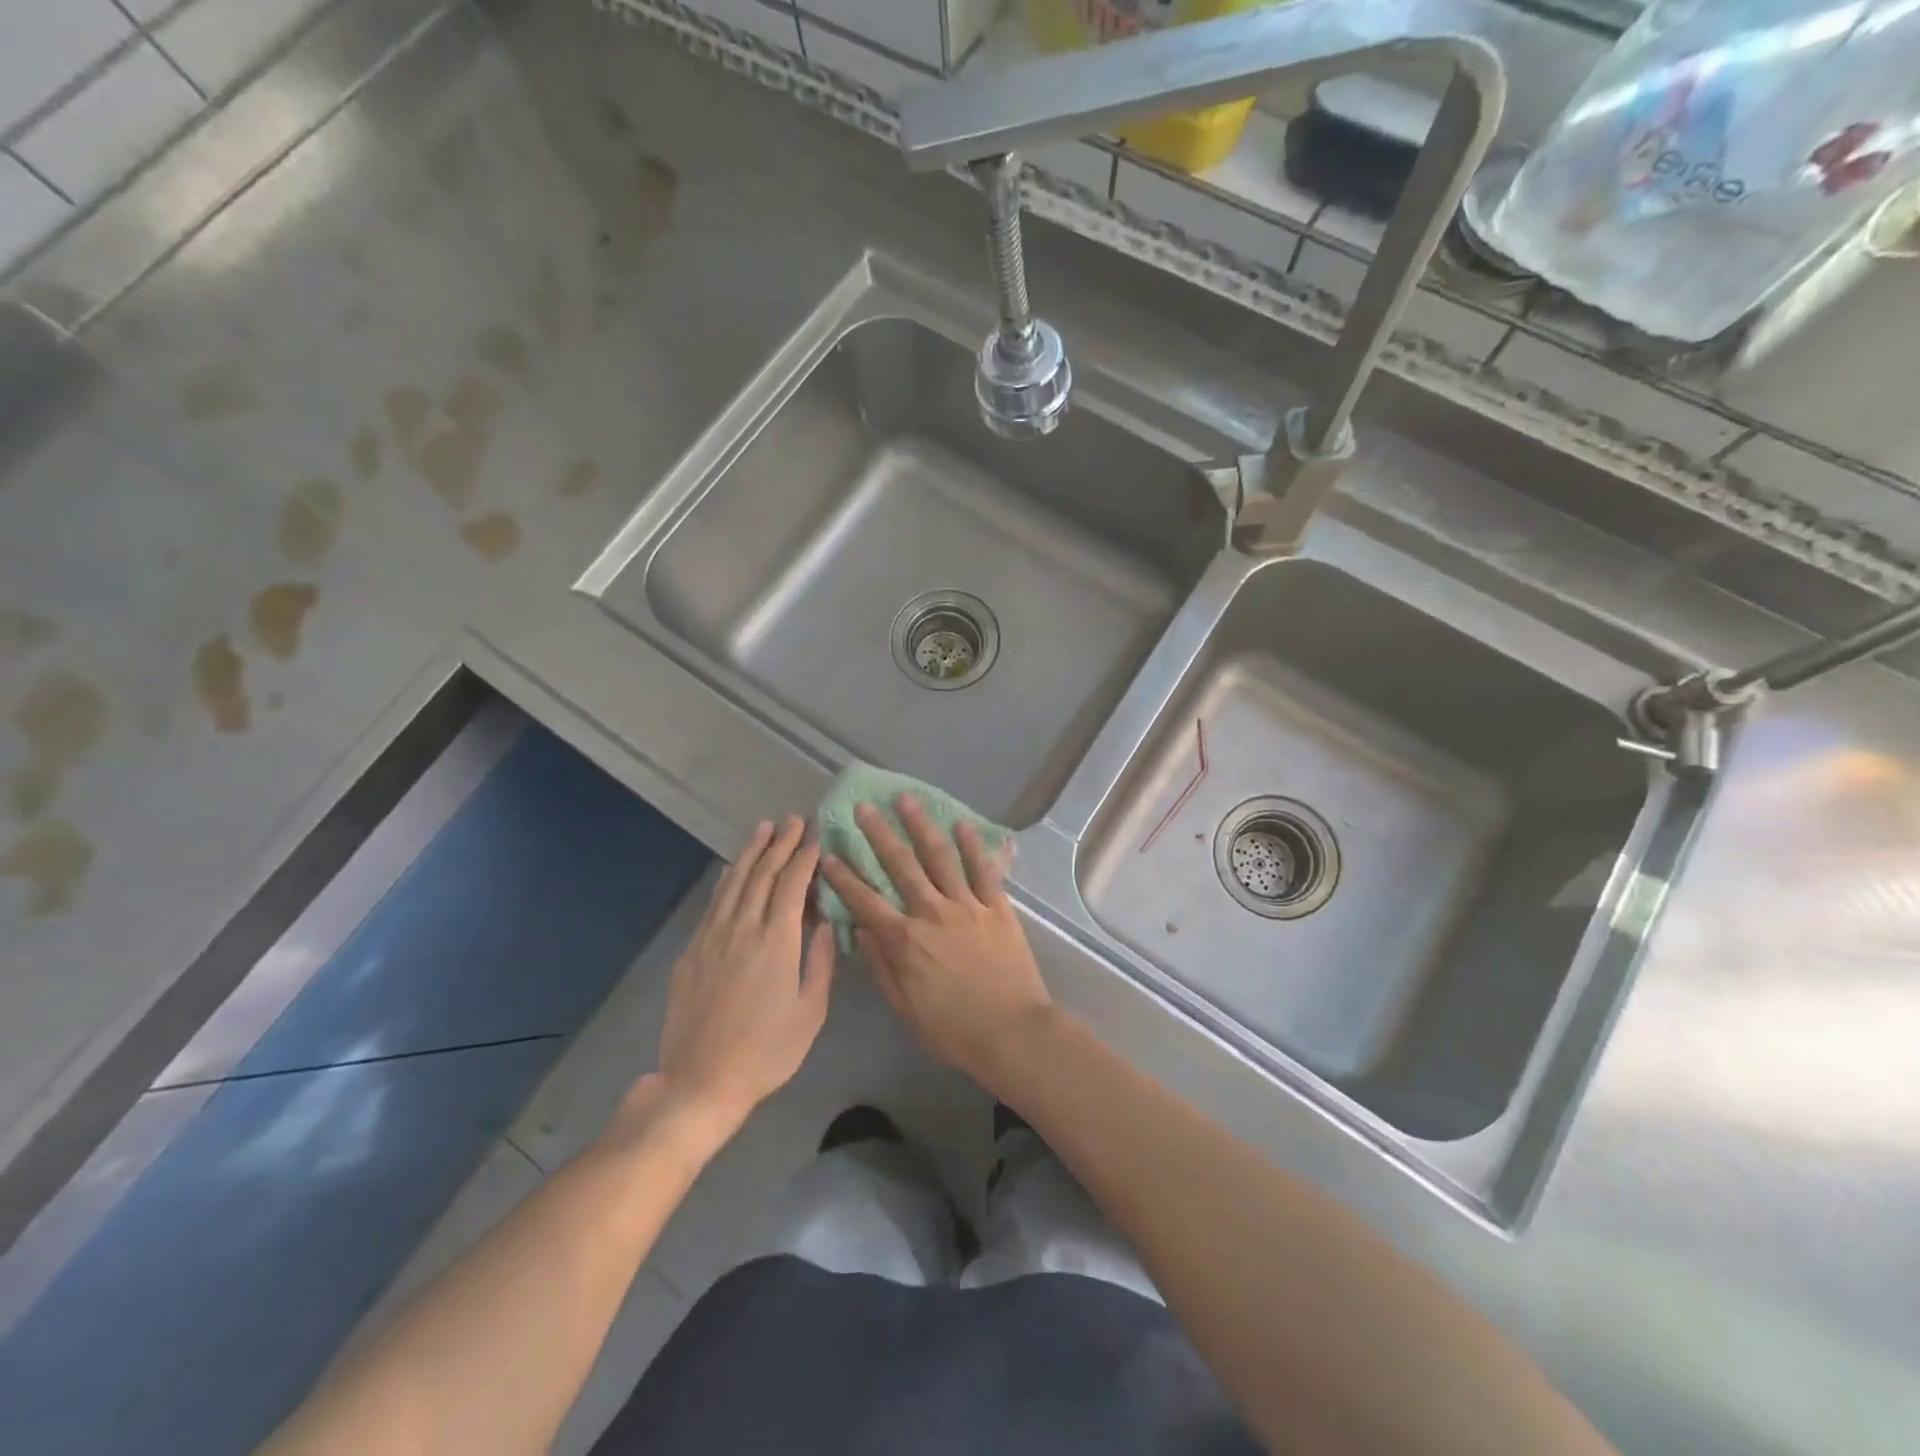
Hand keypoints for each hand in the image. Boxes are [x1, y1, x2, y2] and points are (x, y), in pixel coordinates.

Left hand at [642, 818, 834, 1139]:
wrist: (700, 1081)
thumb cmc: (766, 1052)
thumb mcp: (810, 1012)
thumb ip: (820, 962)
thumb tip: (825, 923)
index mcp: (777, 941)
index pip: (792, 884)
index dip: (805, 857)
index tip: (816, 837)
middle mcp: (743, 928)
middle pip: (763, 874)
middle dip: (780, 844)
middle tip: (794, 820)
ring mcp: (713, 937)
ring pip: (735, 882)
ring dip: (752, 852)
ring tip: (765, 829)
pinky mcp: (692, 951)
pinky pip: (714, 903)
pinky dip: (727, 879)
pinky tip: (734, 869)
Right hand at [819, 796, 1051, 1084]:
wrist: (1012, 1032)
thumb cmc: (954, 1030)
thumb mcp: (905, 1008)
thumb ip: (882, 966)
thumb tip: (862, 930)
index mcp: (905, 940)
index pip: (866, 901)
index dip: (844, 877)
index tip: (828, 854)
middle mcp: (932, 913)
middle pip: (901, 866)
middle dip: (879, 834)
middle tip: (864, 808)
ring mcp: (967, 905)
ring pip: (940, 857)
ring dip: (921, 826)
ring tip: (907, 800)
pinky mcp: (996, 907)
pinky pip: (983, 869)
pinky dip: (972, 845)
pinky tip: (961, 824)